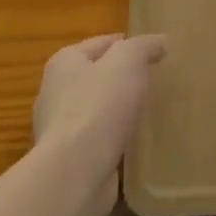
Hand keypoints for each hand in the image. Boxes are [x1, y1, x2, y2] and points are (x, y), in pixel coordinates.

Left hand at [32, 34, 167, 194]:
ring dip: (117, 111)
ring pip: (96, 110)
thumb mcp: (129, 60)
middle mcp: (55, 93)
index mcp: (64, 63)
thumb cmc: (99, 104)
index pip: (101, 43)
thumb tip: (160, 42)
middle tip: (151, 80)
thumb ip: (145, 46)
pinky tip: (134, 141)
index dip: (126, 43)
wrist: (76, 173)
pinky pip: (97, 140)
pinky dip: (114, 138)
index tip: (151, 52)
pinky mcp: (69, 160)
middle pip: (95, 76)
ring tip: (146, 111)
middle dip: (120, 78)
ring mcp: (59, 130)